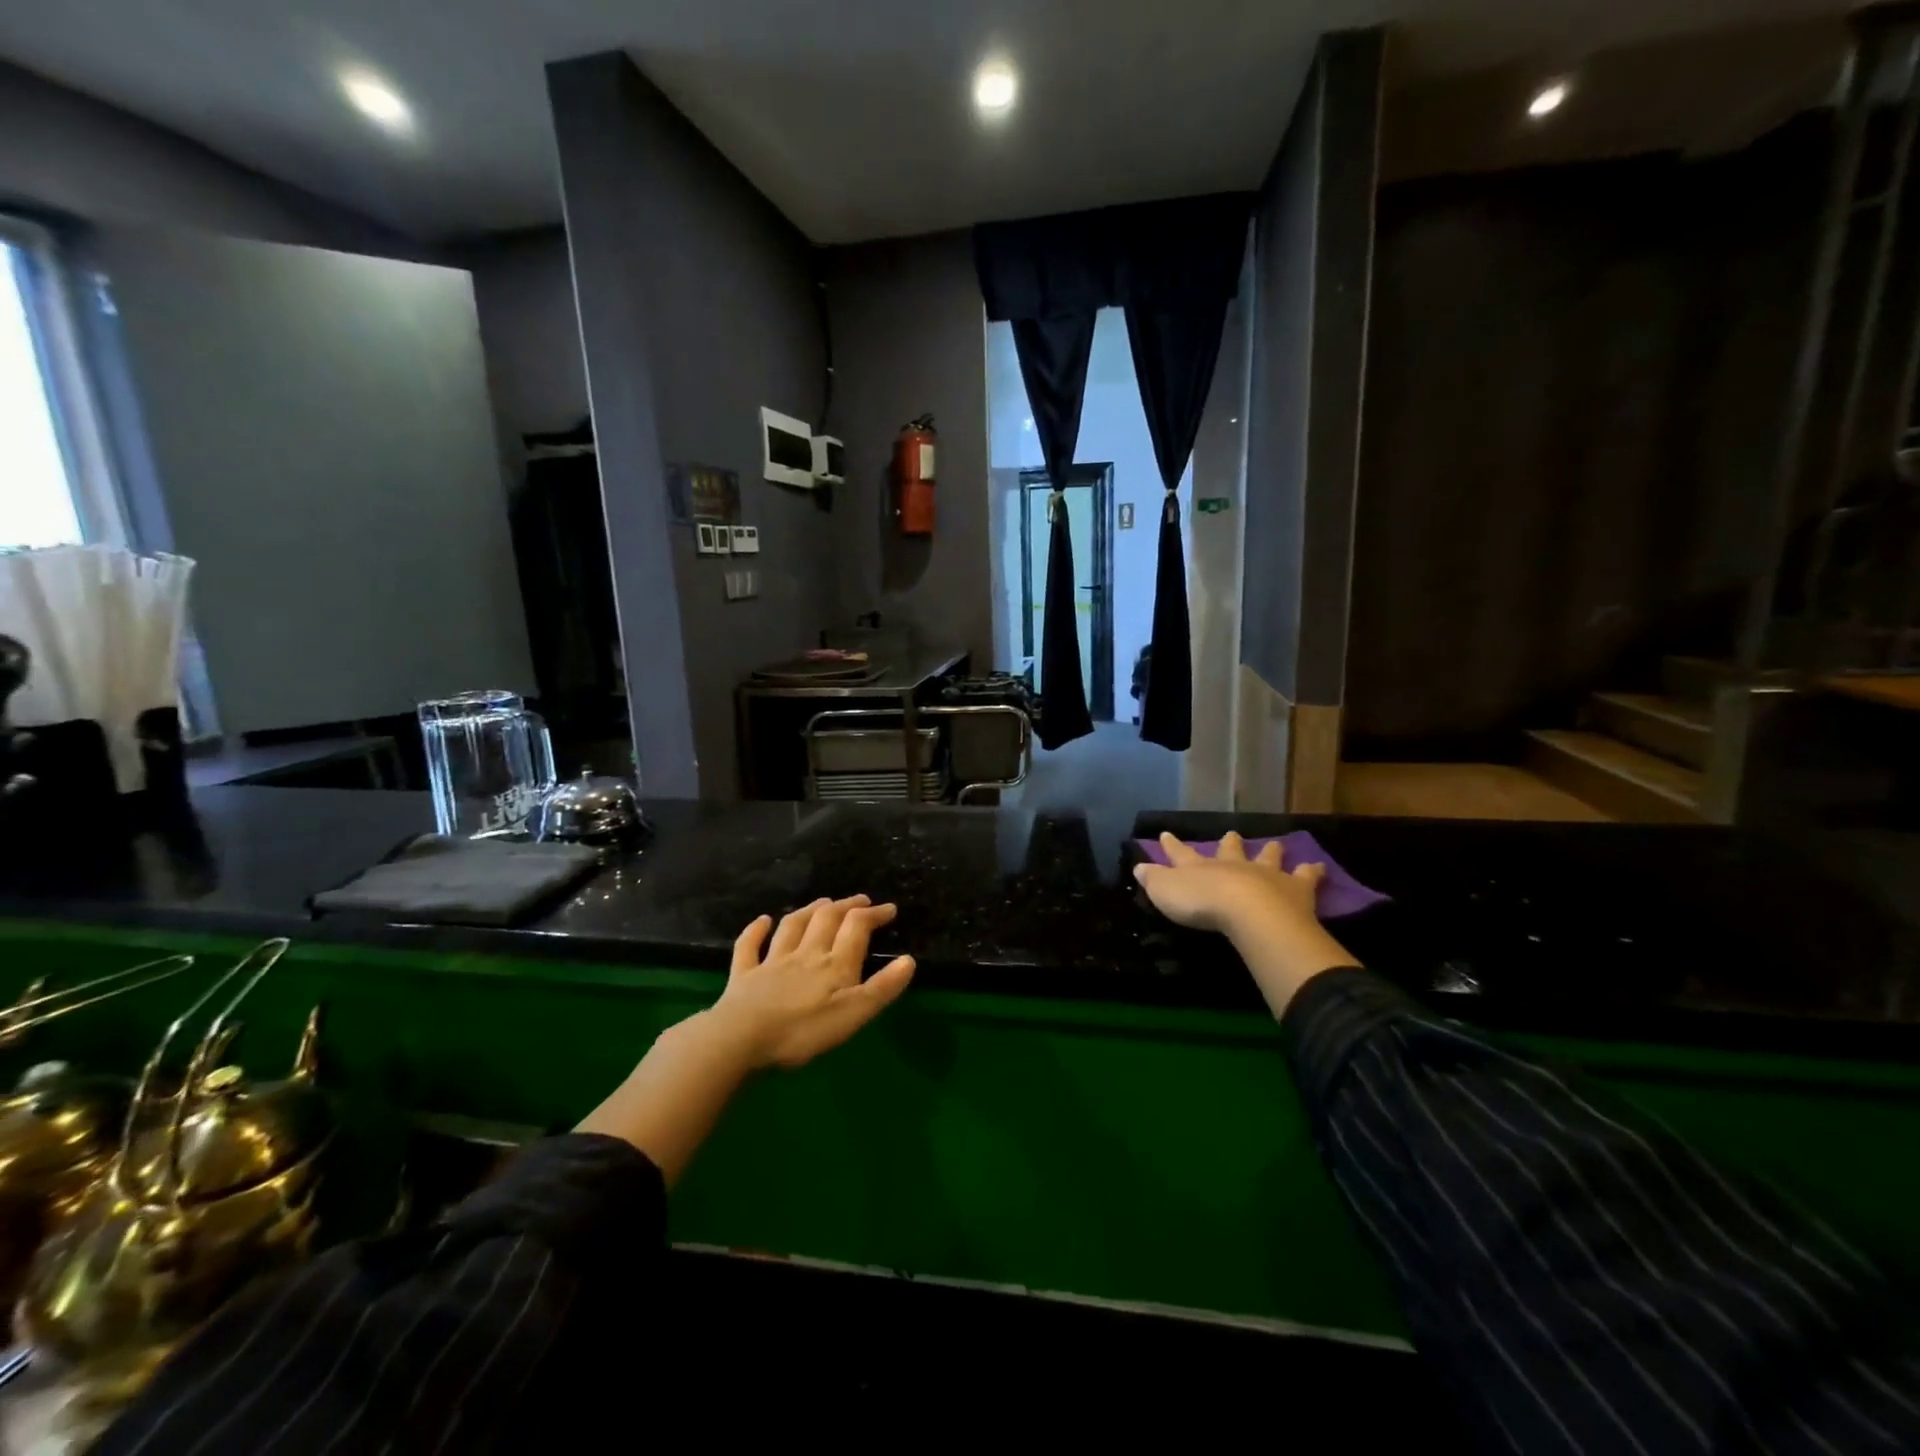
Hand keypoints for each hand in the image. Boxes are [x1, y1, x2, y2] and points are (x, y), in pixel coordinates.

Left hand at [578, 894, 914, 1183]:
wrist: (742, 1038)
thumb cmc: (804, 1030)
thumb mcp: (854, 1014)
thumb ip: (882, 987)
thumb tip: (909, 960)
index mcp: (834, 963)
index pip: (857, 928)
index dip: (874, 915)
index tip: (889, 909)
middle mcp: (806, 953)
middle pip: (827, 920)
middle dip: (845, 906)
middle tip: (859, 900)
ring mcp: (772, 962)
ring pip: (793, 926)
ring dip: (809, 910)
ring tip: (822, 902)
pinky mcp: (744, 975)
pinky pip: (749, 946)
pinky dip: (756, 930)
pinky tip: (762, 920)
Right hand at [1132, 831, 1323, 937]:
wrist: (1249, 912)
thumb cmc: (1203, 903)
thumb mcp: (1166, 892)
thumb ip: (1153, 880)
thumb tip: (1139, 866)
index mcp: (1200, 867)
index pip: (1181, 853)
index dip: (1172, 846)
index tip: (1165, 834)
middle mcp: (1233, 865)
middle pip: (1229, 849)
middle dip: (1228, 842)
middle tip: (1231, 833)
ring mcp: (1265, 873)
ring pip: (1267, 856)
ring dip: (1270, 851)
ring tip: (1276, 843)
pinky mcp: (1295, 888)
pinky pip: (1306, 876)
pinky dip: (1312, 871)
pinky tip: (1319, 867)